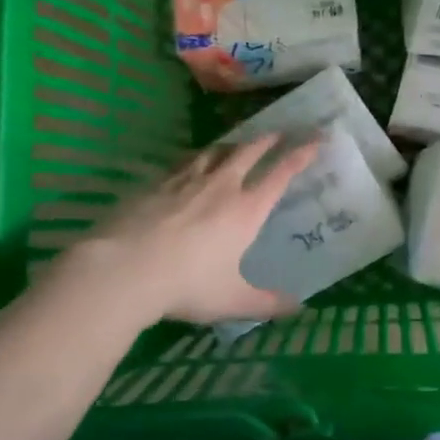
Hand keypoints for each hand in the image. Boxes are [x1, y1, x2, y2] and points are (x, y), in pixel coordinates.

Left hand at [62, 133, 320, 325]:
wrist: (125, 270)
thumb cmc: (188, 285)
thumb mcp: (233, 301)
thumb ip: (267, 303)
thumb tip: (297, 308)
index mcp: (247, 210)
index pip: (281, 173)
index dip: (301, 154)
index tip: (315, 139)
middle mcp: (222, 187)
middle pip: (249, 152)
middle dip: (268, 140)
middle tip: (279, 132)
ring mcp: (187, 182)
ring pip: (216, 152)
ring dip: (233, 144)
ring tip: (238, 143)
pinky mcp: (157, 184)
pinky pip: (184, 162)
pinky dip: (198, 157)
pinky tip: (193, 161)